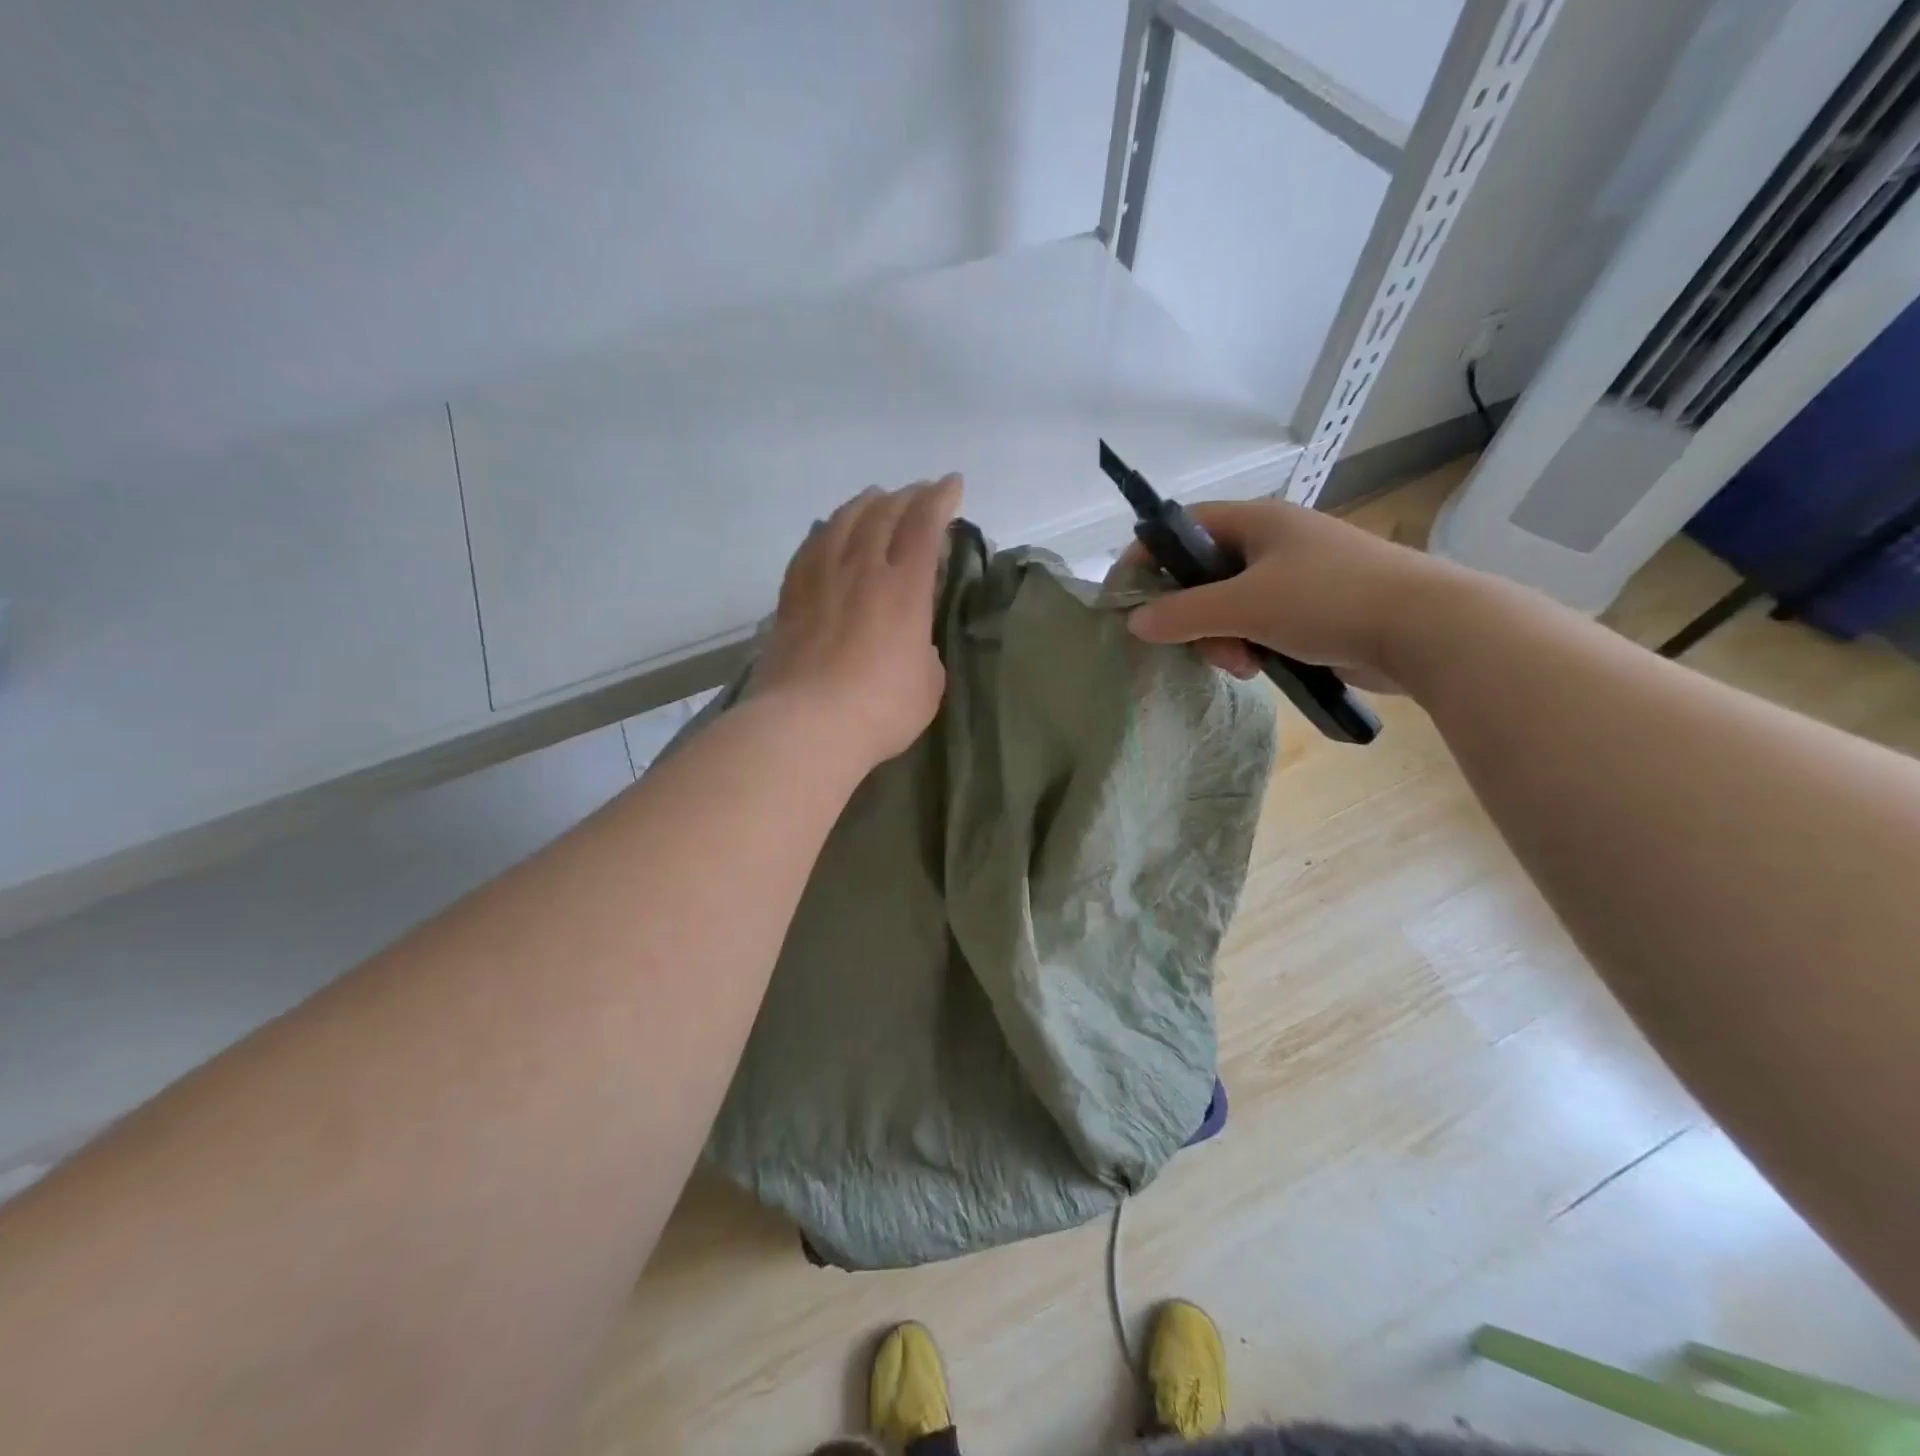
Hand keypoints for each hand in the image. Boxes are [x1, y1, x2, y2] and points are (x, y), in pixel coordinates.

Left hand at [753, 475, 963, 769]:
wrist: (807, 725)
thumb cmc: (881, 709)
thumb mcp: (928, 683)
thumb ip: (923, 650)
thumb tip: (910, 641)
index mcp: (904, 587)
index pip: (924, 525)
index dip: (941, 498)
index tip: (952, 484)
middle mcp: (861, 570)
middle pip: (883, 514)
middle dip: (906, 496)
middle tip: (919, 492)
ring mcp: (820, 580)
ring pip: (841, 522)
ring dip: (864, 504)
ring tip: (874, 499)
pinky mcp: (790, 598)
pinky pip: (809, 548)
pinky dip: (825, 531)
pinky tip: (827, 531)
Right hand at [1120, 498, 1453, 692]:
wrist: (1427, 630)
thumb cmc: (1329, 600)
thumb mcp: (1245, 606)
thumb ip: (1182, 614)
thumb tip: (1135, 623)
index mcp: (1257, 521)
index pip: (1182, 527)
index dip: (1148, 557)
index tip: (1124, 596)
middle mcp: (1273, 542)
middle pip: (1202, 575)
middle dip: (1193, 616)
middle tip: (1198, 645)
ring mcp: (1296, 577)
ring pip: (1230, 607)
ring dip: (1222, 639)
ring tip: (1242, 666)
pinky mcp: (1313, 610)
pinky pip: (1259, 626)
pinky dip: (1250, 647)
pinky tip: (1261, 669)